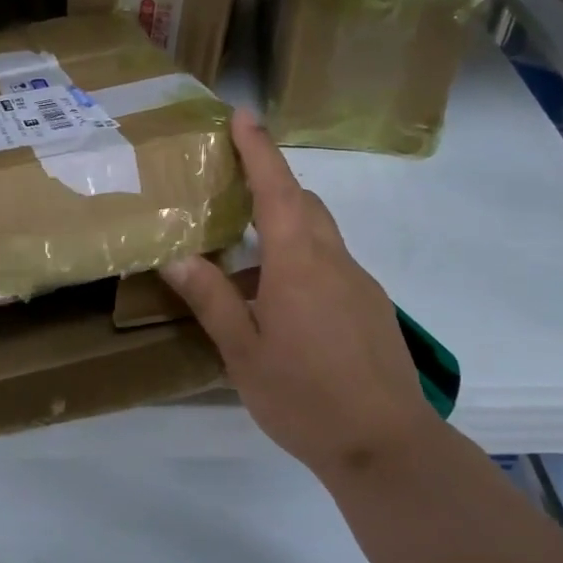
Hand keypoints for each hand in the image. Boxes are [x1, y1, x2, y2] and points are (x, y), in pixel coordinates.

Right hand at [160, 108, 436, 481]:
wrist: (386, 445)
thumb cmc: (305, 396)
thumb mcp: (243, 351)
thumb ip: (211, 300)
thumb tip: (177, 257)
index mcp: (298, 262)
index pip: (277, 189)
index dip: (258, 150)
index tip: (242, 116)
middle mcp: (334, 261)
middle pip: (304, 204)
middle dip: (272, 184)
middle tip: (233, 188)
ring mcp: (359, 284)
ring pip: (320, 236)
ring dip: (286, 228)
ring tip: (245, 257)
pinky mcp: (372, 308)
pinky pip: (332, 266)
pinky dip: (302, 262)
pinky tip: (281, 305)